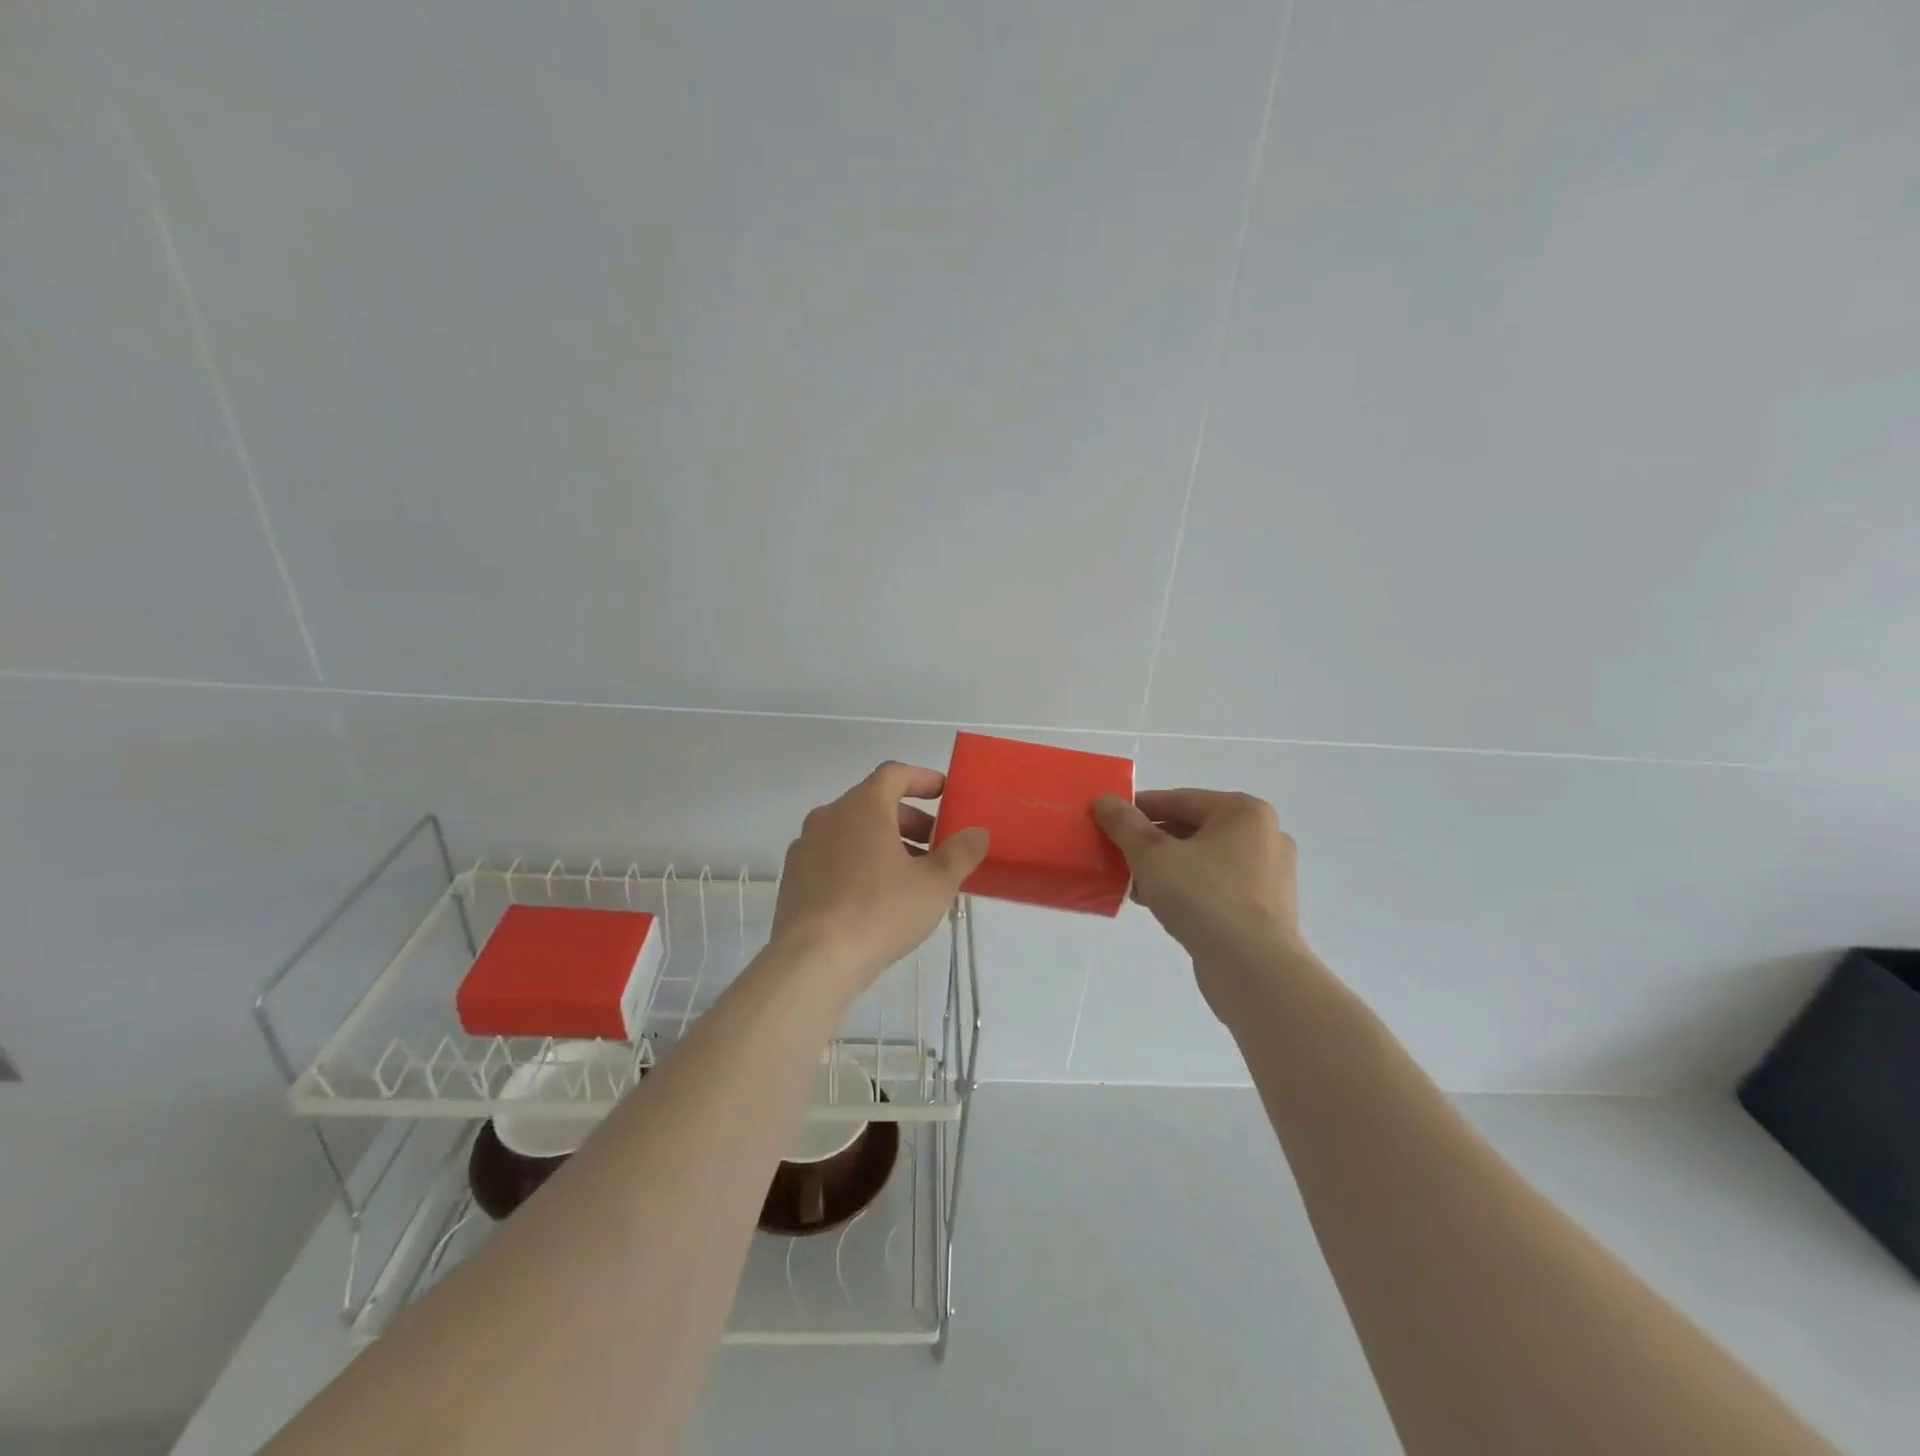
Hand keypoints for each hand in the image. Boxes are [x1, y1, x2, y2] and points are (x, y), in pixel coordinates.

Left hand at [772, 762, 990, 989]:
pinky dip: (858, 863)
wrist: (812, 961)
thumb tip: (977, 833)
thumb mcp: (935, 885)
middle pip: (873, 803)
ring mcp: (805, 847)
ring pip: (852, 832)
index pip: (894, 774)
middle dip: (909, 820)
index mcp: (862, 806)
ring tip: (909, 877)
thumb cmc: (880, 911)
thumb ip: (960, 854)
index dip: (923, 779)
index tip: (945, 794)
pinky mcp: (793, 878)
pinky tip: (875, 898)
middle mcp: (828, 816)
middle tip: (935, 846)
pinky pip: (832, 857)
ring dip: (884, 843)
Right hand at [1093, 789, 1310, 1016]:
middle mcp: (1265, 837)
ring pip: (1204, 860)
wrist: (1253, 970)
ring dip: (1167, 868)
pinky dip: (1188, 890)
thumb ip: (1125, 824)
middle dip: (1152, 842)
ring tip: (1133, 883)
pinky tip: (1159, 905)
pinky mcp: (1266, 910)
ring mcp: (1270, 876)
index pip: (1179, 800)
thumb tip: (1104, 800)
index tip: (1107, 819)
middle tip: (1117, 854)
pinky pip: (1217, 887)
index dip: (1138, 808)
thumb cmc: (1203, 898)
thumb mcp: (1152, 855)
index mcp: (1245, 812)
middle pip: (1193, 829)